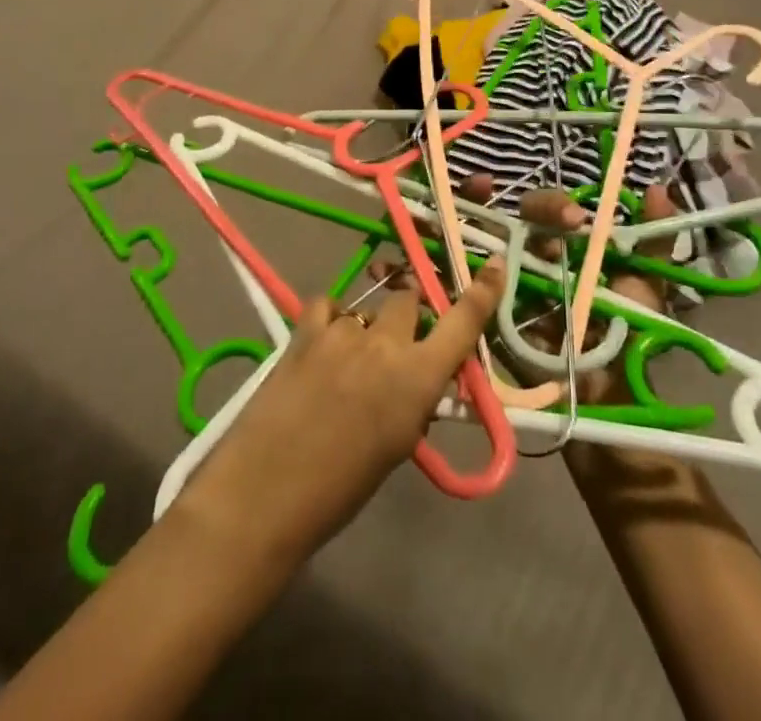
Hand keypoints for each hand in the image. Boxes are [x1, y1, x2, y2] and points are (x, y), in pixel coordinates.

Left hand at [174, 261, 506, 573]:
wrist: (265, 493)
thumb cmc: (340, 490)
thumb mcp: (396, 447)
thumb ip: (414, 403)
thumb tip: (420, 380)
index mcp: (418, 379)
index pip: (462, 323)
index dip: (482, 293)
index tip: (494, 266)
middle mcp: (386, 344)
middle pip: (409, 301)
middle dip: (409, 316)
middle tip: (396, 343)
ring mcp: (344, 331)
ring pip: (369, 309)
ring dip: (367, 328)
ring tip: (347, 362)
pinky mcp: (306, 330)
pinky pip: (330, 306)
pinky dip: (331, 320)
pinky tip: (322, 345)